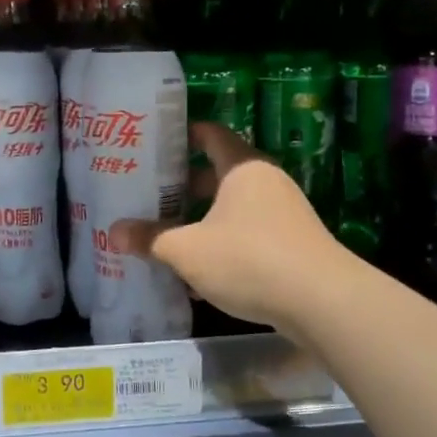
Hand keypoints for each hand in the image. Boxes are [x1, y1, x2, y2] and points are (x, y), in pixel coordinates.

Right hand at [110, 122, 346, 332]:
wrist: (323, 302)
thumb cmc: (249, 259)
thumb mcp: (188, 250)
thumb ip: (150, 239)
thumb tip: (113, 232)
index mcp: (242, 166)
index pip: (209, 134)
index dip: (181, 135)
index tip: (151, 144)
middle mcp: (264, 182)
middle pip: (217, 174)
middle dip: (182, 186)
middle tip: (147, 194)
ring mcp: (283, 213)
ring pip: (230, 208)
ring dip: (200, 220)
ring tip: (164, 234)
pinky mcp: (291, 244)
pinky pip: (246, 235)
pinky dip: (221, 244)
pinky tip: (196, 273)